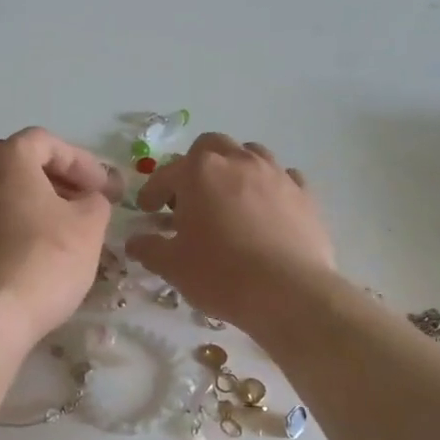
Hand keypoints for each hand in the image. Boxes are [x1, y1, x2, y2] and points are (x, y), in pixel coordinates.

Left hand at [0, 128, 123, 347]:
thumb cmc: (42, 263)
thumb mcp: (88, 227)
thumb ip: (95, 201)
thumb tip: (89, 199)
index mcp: (5, 160)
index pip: (46, 142)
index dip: (81, 161)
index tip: (105, 189)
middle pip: (20, 167)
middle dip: (58, 183)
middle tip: (87, 206)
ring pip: (1, 197)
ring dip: (34, 208)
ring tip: (62, 234)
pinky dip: (11, 231)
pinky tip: (30, 259)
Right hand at [125, 134, 336, 332]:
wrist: (289, 293)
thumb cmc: (221, 274)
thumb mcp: (172, 266)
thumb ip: (149, 248)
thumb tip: (134, 242)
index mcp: (199, 173)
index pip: (166, 173)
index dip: (152, 192)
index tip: (148, 211)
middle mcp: (237, 161)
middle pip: (210, 146)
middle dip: (195, 167)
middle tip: (189, 198)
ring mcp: (275, 174)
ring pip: (250, 154)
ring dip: (234, 169)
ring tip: (228, 199)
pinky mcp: (304, 193)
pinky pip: (283, 177)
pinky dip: (269, 187)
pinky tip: (266, 209)